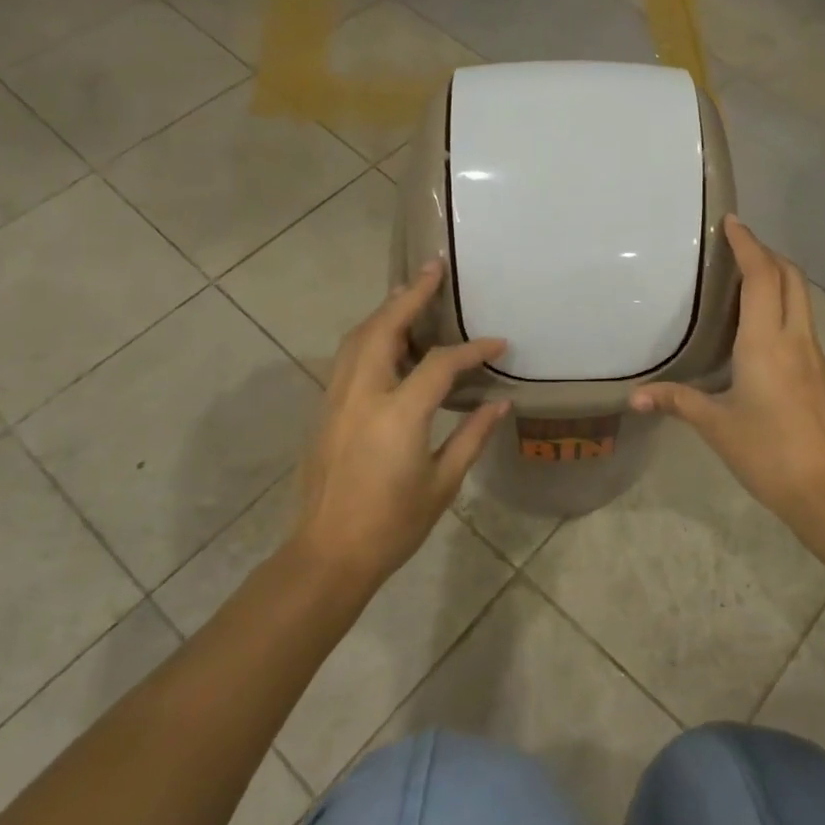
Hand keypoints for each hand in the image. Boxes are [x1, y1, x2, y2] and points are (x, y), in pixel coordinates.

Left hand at [294, 260, 509, 583]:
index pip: (439, 364)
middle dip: (409, 296)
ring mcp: (336, 400)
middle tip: (432, 270)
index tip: (498, 343)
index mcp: (397, 415)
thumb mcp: (442, 483)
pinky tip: (386, 340)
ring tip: (408, 293)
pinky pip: (347, 358)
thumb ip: (471, 436)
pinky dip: (368, 336)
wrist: (328, 555)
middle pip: (382, 328)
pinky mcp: (325, 410)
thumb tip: (500, 403)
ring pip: (356, 339)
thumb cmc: (393, 525)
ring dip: (384, 311)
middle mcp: (362, 395)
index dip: (472, 349)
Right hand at [632, 216, 824, 529]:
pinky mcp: (822, 375)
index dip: (748, 244)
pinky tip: (761, 330)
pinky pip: (803, 324)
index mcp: (767, 343)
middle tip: (738, 247)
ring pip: (801, 300)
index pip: (761, 277)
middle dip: (768, 253)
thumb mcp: (716, 426)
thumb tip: (635, 398)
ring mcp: (815, 356)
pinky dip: (784, 307)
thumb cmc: (768, 452)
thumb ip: (676, 402)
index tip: (732, 222)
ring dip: (778, 279)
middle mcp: (796, 339)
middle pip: (791, 278)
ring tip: (746, 280)